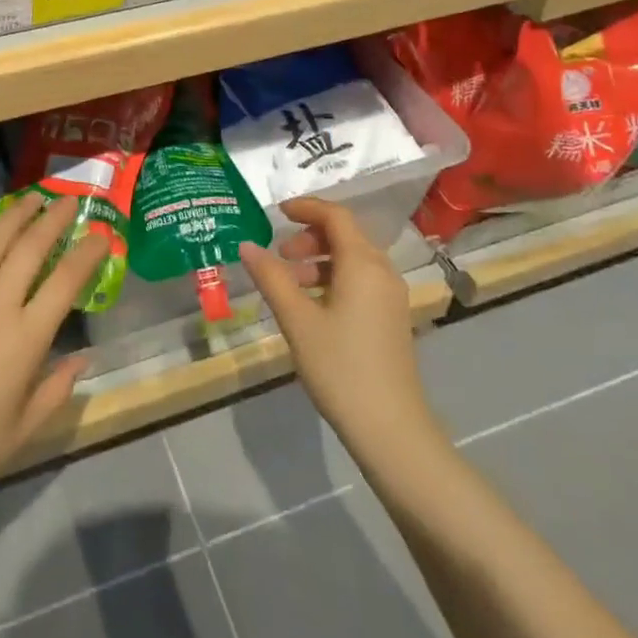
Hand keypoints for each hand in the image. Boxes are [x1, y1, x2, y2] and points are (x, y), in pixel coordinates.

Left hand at [0, 192, 106, 515]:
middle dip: (53, 218)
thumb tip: (83, 357)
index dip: (87, 252)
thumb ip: (58, 387)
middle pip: (30, 247)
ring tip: (31, 199)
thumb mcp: (26, 427)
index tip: (100, 235)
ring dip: (15, 215)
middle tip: (68, 200)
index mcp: (26, 338)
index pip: (66, 280)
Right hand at [239, 196, 440, 463]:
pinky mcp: (391, 318)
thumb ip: (271, 277)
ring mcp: (391, 296)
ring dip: (320, 260)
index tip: (277, 212)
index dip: (306, 207)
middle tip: (280, 255)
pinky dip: (334, 278)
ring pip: (353, 259)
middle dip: (310, 237)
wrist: (391, 430)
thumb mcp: (297, 320)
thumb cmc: (340, 367)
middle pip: (345, 235)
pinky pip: (361, 280)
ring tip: (290, 283)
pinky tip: (312, 306)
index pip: (336, 216)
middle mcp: (382, 271)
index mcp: (363, 263)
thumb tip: (246, 245)